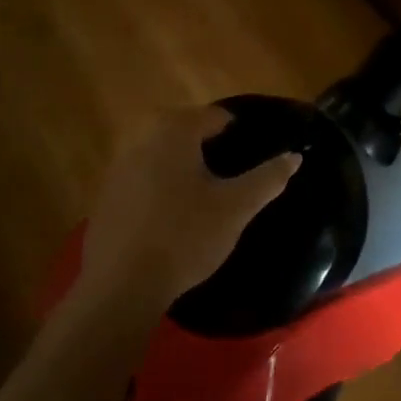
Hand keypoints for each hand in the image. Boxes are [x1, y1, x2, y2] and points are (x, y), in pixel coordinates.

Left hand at [78, 106, 300, 311]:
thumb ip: (267, 178)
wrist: (120, 284)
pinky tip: (172, 217)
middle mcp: (141, 137)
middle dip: (209, 149)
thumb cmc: (185, 237)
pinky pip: (142, 179)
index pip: (216, 116)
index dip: (239, 133)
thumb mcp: (236, 208)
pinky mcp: (106, 195)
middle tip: (233, 178)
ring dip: (183, 168)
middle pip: (185, 131)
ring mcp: (118, 166)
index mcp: (174, 130)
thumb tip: (294, 156)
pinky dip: (161, 188)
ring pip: (162, 155)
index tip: (254, 156)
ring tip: (206, 197)